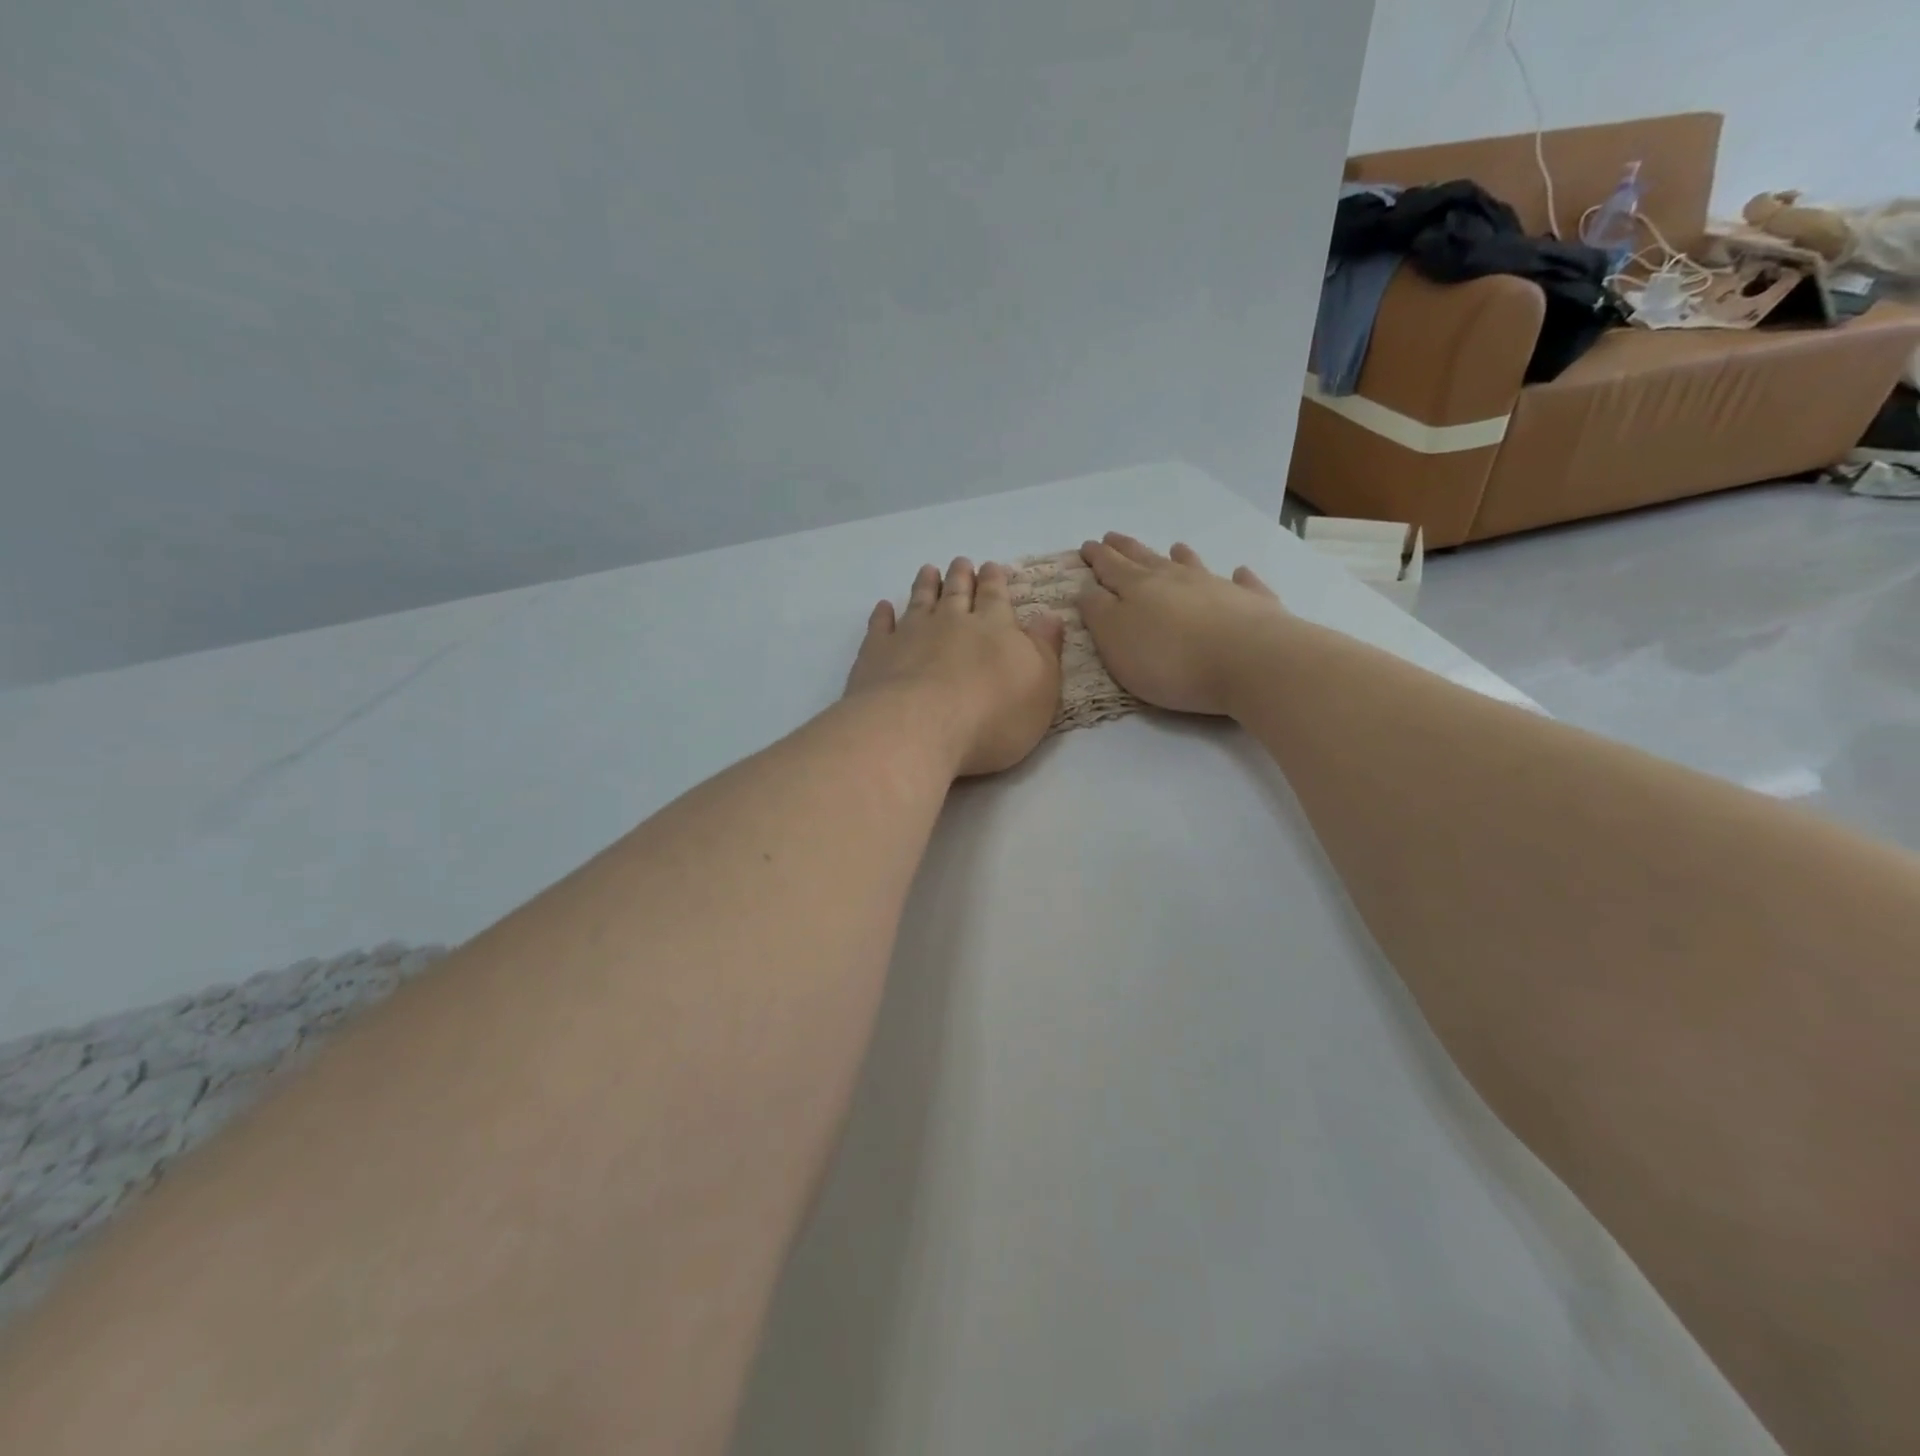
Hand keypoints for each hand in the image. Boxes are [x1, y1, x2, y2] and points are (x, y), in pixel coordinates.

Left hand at [845, 558, 1065, 777]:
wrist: (919, 728)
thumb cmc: (992, 715)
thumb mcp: (1040, 686)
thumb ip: (1045, 650)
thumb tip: (1051, 617)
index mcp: (994, 628)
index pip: (996, 596)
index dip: (995, 580)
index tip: (991, 566)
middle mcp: (951, 622)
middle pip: (957, 592)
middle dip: (962, 576)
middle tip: (961, 562)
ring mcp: (910, 634)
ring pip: (920, 601)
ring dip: (925, 585)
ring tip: (928, 570)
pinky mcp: (878, 653)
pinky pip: (881, 627)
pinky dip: (883, 615)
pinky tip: (884, 607)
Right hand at [1079, 534, 1287, 716]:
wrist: (1248, 661)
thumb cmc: (1170, 658)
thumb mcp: (1115, 640)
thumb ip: (1098, 613)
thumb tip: (1088, 589)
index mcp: (1137, 588)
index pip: (1110, 567)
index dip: (1097, 557)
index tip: (1087, 545)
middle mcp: (1176, 579)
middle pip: (1146, 560)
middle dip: (1127, 549)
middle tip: (1113, 537)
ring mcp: (1217, 588)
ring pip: (1193, 566)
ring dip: (1182, 557)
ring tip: (1176, 546)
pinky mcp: (1252, 604)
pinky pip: (1243, 584)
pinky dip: (1238, 577)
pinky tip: (1240, 572)